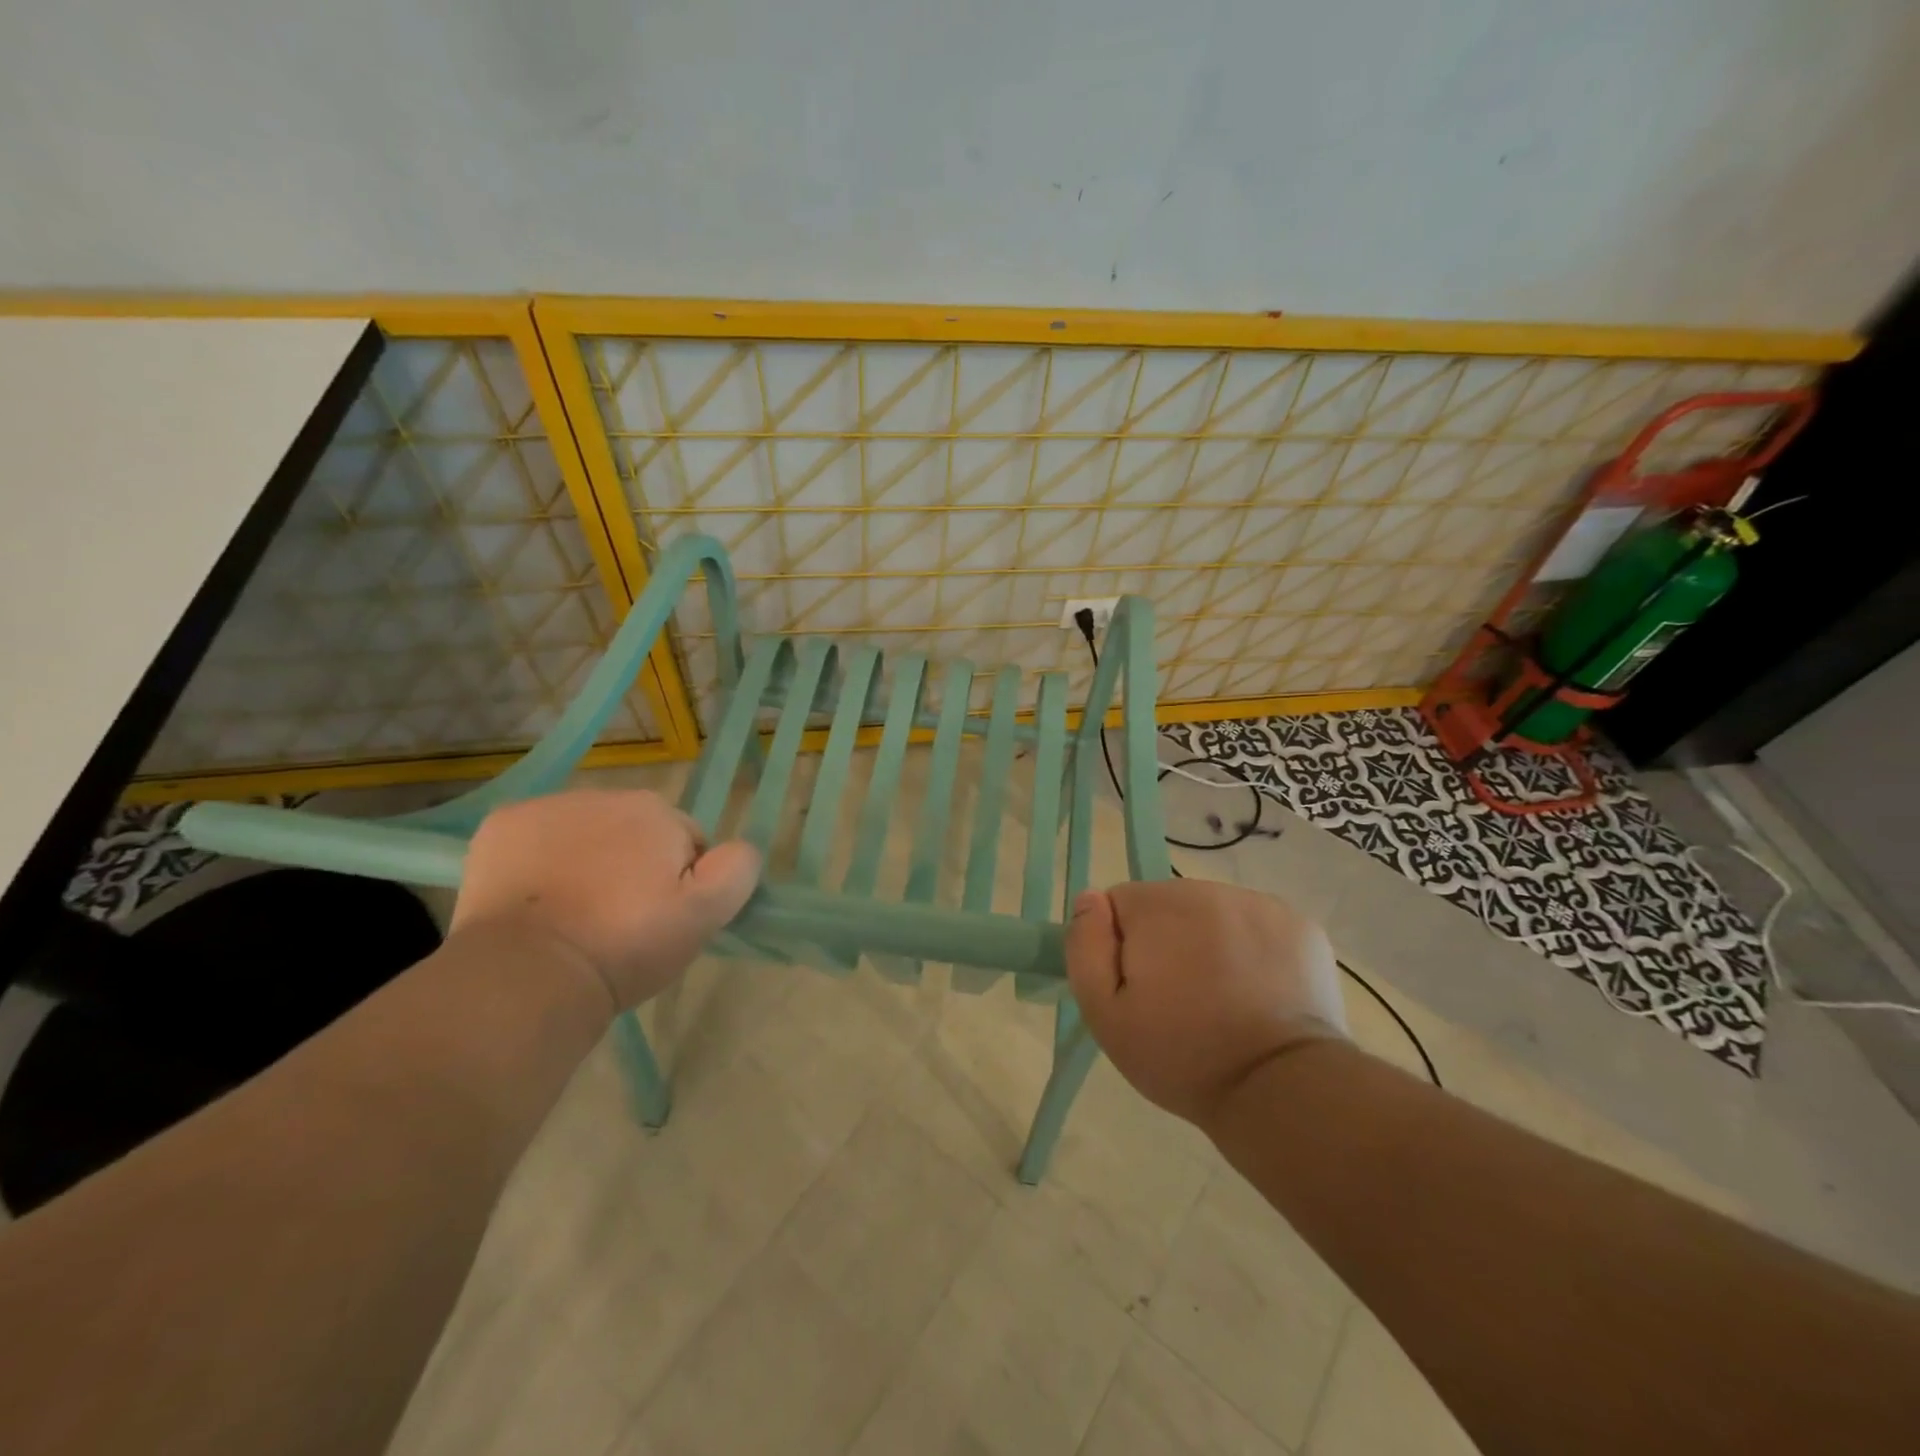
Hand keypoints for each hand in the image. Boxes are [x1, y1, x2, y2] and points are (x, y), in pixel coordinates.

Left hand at [451, 790, 760, 1010]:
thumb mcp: (704, 916)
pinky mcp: (500, 826)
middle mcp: (603, 795)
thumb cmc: (625, 946)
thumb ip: (737, 870)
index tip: (659, 921)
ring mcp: (546, 807)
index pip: (686, 843)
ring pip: (586, 833)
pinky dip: (540, 859)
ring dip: (588, 860)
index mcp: (656, 811)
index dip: (680, 883)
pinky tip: (535, 900)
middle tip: (619, 922)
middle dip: (633, 866)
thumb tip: (738, 848)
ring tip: (574, 915)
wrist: (528, 975)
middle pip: (635, 833)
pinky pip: (537, 837)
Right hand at [1065, 878, 1347, 1124]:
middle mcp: (1208, 890)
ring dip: (1208, 942)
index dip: (1120, 945)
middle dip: (1166, 941)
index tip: (1138, 988)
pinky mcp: (1300, 926)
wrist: (1281, 1089)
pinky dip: (1252, 950)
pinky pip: (1256, 926)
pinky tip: (1258, 993)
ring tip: (1221, 998)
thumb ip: (1086, 948)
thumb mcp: (1105, 1015)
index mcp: (1158, 906)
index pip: (1119, 904)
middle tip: (1179, 999)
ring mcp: (1260, 905)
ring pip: (1213, 914)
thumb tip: (1090, 900)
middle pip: (1168, 905)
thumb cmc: (1181, 1056)